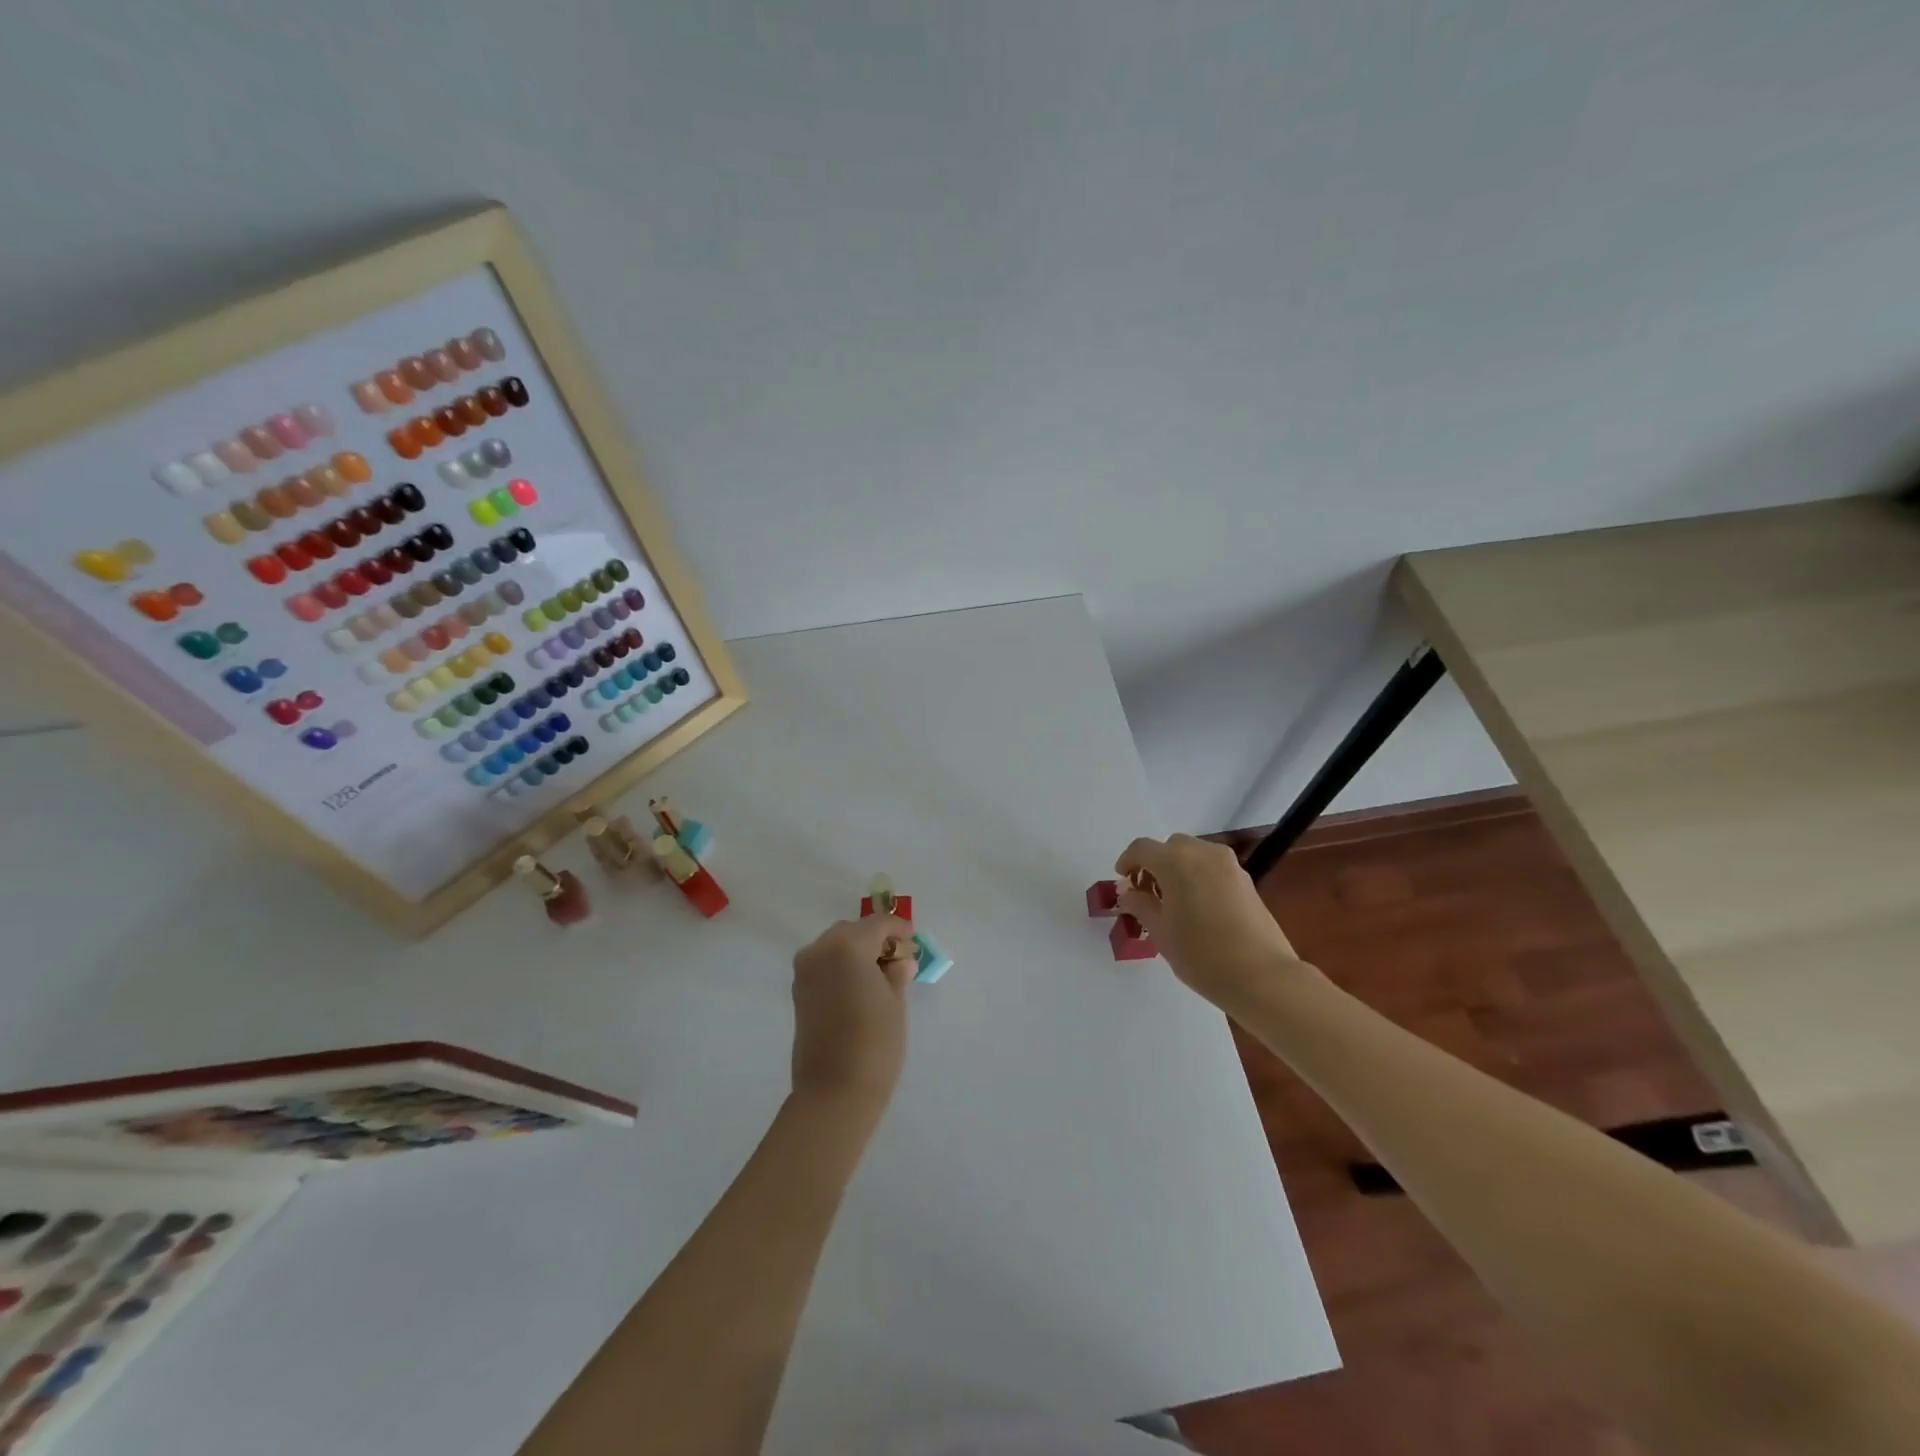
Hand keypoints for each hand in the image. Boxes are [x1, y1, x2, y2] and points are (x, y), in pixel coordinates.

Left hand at [790, 916, 915, 1115]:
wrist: (834, 1092)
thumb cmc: (874, 1044)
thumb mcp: (895, 1003)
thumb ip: (896, 973)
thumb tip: (900, 960)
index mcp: (848, 946)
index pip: (878, 924)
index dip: (899, 929)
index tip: (913, 941)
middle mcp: (820, 950)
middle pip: (854, 931)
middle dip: (876, 939)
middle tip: (899, 960)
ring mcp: (805, 970)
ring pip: (836, 945)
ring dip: (858, 952)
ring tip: (881, 975)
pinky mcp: (799, 991)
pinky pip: (824, 964)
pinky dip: (842, 966)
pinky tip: (860, 987)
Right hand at [1116, 834, 1304, 1007]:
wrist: (1262, 976)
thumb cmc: (1201, 955)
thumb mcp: (1160, 932)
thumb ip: (1141, 906)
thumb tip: (1129, 894)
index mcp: (1175, 862)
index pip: (1142, 848)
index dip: (1127, 861)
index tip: (1123, 882)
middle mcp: (1202, 853)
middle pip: (1170, 847)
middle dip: (1155, 864)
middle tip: (1148, 893)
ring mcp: (1228, 864)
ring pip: (1194, 854)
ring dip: (1178, 868)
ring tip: (1174, 901)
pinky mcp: (1246, 880)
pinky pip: (1213, 867)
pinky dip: (1199, 876)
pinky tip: (1199, 906)